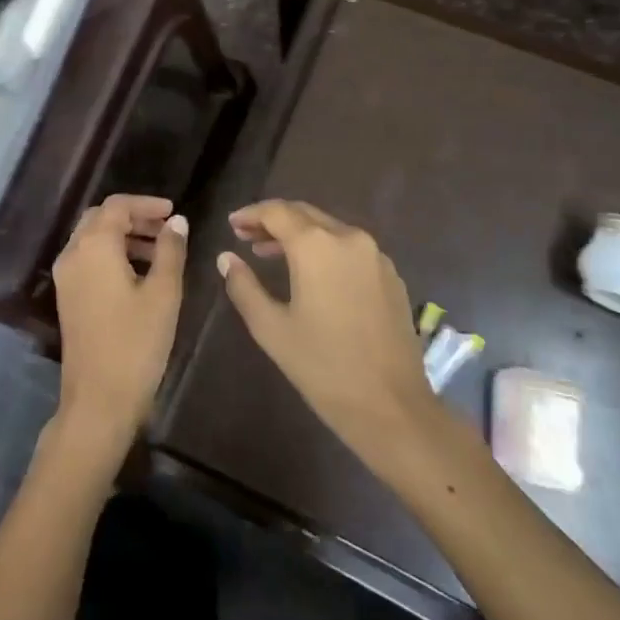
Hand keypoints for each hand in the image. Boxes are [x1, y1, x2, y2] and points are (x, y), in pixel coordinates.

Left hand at [51, 194, 188, 447]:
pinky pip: (88, 259)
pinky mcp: (67, 297)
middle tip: (167, 229)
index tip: (174, 212)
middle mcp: (73, 254)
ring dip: (124, 236)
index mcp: (94, 246)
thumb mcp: (163, 294)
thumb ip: (171, 251)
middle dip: (134, 217)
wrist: (98, 399)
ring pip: (93, 239)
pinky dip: (112, 254)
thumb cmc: (136, 343)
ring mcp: (66, 277)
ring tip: (160, 251)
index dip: (147, 204)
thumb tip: (177, 222)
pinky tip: (139, 273)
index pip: (117, 206)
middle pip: (101, 218)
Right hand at [217, 200, 440, 475]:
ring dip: (299, 234)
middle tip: (246, 236)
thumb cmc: (323, 367)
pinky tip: (312, 274)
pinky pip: (350, 248)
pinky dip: (325, 249)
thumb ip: (244, 286)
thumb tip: (226, 259)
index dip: (251, 215)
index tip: (232, 225)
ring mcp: (375, 256)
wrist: (393, 407)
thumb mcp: (271, 328)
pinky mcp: (391, 276)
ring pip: (329, 229)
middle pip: (304, 214)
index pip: (276, 212)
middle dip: (273, 221)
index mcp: (316, 245)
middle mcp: (349, 238)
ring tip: (271, 254)